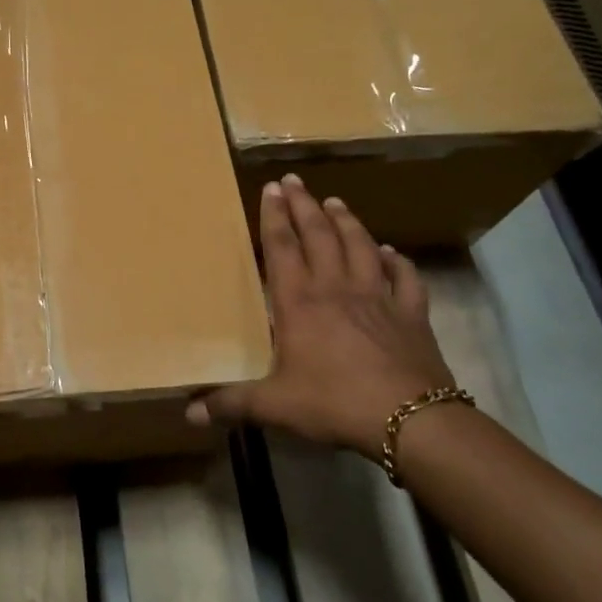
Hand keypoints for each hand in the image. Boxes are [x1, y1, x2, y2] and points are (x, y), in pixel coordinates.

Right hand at [191, 175, 456, 459]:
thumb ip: (232, 404)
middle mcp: (337, 288)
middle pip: (319, 235)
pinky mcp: (411, 314)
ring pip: (360, 246)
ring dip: (346, 221)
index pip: (283, 248)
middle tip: (295, 181)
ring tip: (335, 201)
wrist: (411, 420)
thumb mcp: (275, 406)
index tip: (271, 188)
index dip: (274, 216)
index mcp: (300, 303)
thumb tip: (190, 413)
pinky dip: (396, 260)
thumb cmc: (334, 403)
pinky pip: (404, 277)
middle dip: (304, 205)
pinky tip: (390, 251)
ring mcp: (378, 297)